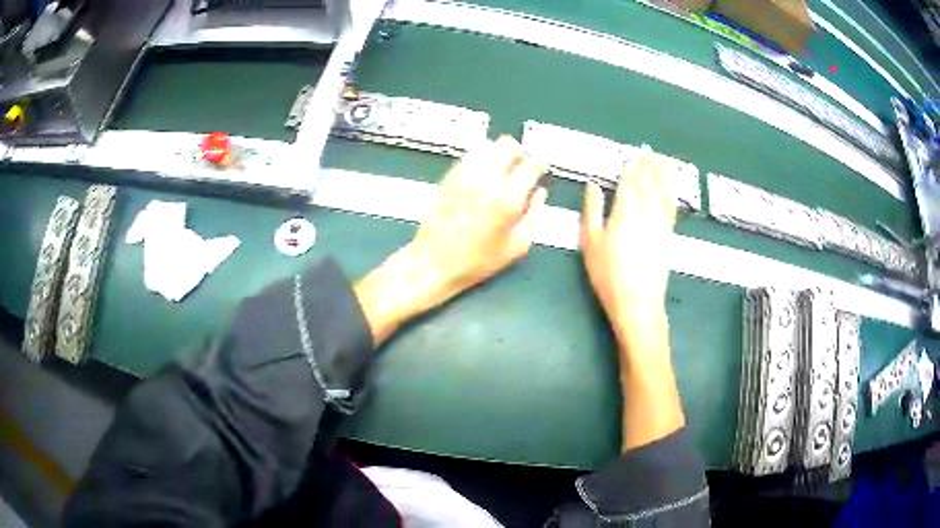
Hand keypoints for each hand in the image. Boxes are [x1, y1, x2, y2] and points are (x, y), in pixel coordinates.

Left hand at [354, 135, 548, 345]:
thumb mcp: (517, 246)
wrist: (434, 260)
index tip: (543, 165)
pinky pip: (470, 155)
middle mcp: (488, 178)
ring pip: (489, 145)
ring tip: (503, 166)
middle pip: (509, 145)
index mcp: (509, 196)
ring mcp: (466, 173)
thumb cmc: (479, 260)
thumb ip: (534, 215)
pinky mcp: (450, 175)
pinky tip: (484, 173)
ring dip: (500, 152)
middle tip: (522, 164)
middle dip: (520, 152)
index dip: (541, 162)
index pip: (532, 164)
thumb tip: (540, 193)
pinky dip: (482, 157)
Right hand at [581, 147, 676, 341]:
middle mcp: (644, 212)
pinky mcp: (667, 237)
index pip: (630, 182)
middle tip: (654, 151)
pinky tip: (672, 190)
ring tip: (665, 161)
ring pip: (662, 192)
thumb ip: (592, 210)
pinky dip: (671, 195)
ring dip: (664, 175)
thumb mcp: (590, 242)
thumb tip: (592, 185)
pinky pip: (671, 209)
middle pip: (649, 183)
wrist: (637, 302)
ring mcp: (659, 224)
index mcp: (623, 211)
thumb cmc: (607, 274)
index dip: (634, 166)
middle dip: (651, 166)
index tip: (637, 153)